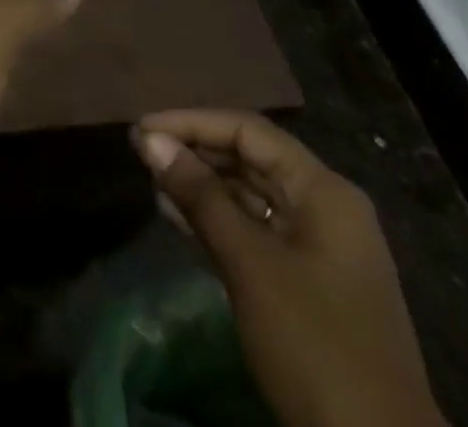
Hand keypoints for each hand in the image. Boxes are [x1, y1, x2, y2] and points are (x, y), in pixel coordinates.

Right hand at [135, 110, 445, 426]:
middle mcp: (326, 209)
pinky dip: (217, 220)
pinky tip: (177, 218)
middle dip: (195, 151)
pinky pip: (255, 231)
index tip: (143, 129)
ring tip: (152, 180)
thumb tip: (150, 140)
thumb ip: (199, 196)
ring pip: (250, 195)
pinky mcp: (309, 285)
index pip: (248, 131)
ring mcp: (320, 249)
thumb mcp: (250, 265)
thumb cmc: (315, 346)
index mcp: (324, 192)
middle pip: (251, 158)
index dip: (192, 122)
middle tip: (141, 153)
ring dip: (201, 186)